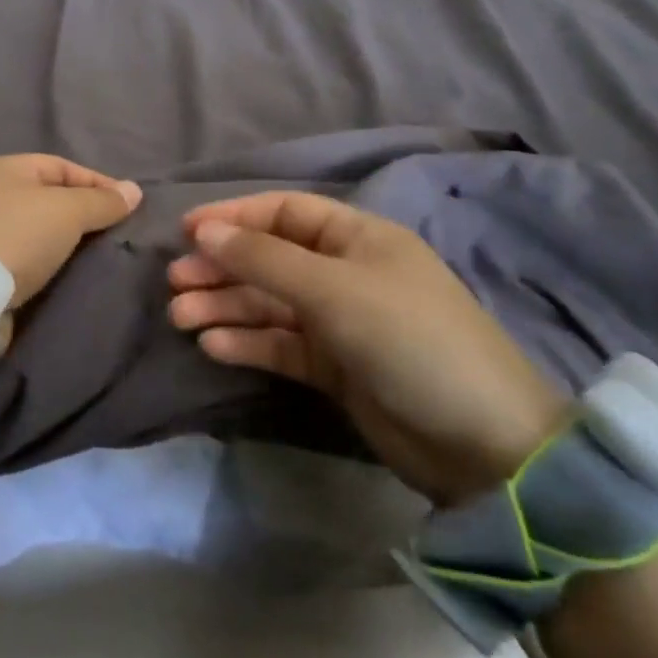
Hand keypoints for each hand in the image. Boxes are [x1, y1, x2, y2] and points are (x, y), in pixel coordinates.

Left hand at [0, 154, 142, 307]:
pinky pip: (22, 254)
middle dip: (81, 214)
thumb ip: (101, 201)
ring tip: (94, 257)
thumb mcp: (67, 211)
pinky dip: (44, 261)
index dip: (98, 183)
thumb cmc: (17, 235)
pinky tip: (63, 273)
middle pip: (47, 198)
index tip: (127, 208)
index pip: (62, 167)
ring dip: (62, 241)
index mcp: (7, 168)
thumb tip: (133, 190)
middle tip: (114, 234)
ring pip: (35, 228)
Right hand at [168, 191, 568, 504]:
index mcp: (357, 237)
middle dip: (221, 268)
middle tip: (175, 284)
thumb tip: (203, 230)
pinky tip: (214, 347)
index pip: (283, 213)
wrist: (482, 444)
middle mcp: (345, 272)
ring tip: (181, 318)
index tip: (185, 230)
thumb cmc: (408, 339)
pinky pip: (280, 344)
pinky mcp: (335, 367)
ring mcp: (340, 322)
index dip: (233, 216)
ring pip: (269, 304)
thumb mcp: (333, 290)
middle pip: (268, 259)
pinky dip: (248, 343)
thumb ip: (263, 259)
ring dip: (225, 307)